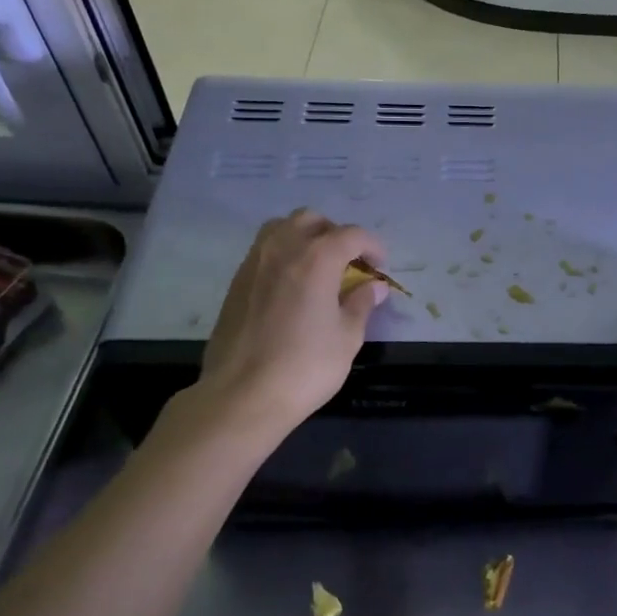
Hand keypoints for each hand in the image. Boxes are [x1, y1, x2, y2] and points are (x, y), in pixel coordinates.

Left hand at [177, 210, 387, 442]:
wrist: (242, 395)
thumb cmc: (305, 366)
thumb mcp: (347, 337)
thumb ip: (362, 304)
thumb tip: (374, 287)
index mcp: (316, 258)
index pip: (351, 234)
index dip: (372, 246)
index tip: (380, 267)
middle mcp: (282, 249)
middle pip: (311, 220)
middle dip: (335, 234)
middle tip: (348, 263)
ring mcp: (253, 263)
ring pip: (281, 228)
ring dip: (304, 238)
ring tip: (318, 268)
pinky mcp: (236, 282)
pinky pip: (263, 251)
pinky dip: (283, 256)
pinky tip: (292, 287)